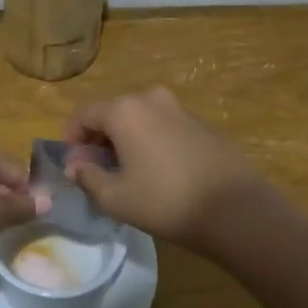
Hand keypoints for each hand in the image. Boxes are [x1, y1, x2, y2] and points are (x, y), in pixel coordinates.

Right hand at [64, 87, 266, 250]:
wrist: (235, 208)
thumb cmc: (165, 201)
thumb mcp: (115, 198)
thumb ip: (87, 177)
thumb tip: (75, 166)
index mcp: (124, 110)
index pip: (83, 114)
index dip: (71, 139)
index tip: (74, 166)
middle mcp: (150, 98)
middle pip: (111, 112)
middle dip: (98, 139)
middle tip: (98, 172)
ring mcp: (179, 108)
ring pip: (138, 119)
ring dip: (125, 140)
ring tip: (128, 174)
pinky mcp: (201, 122)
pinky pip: (162, 126)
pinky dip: (150, 141)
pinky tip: (158, 172)